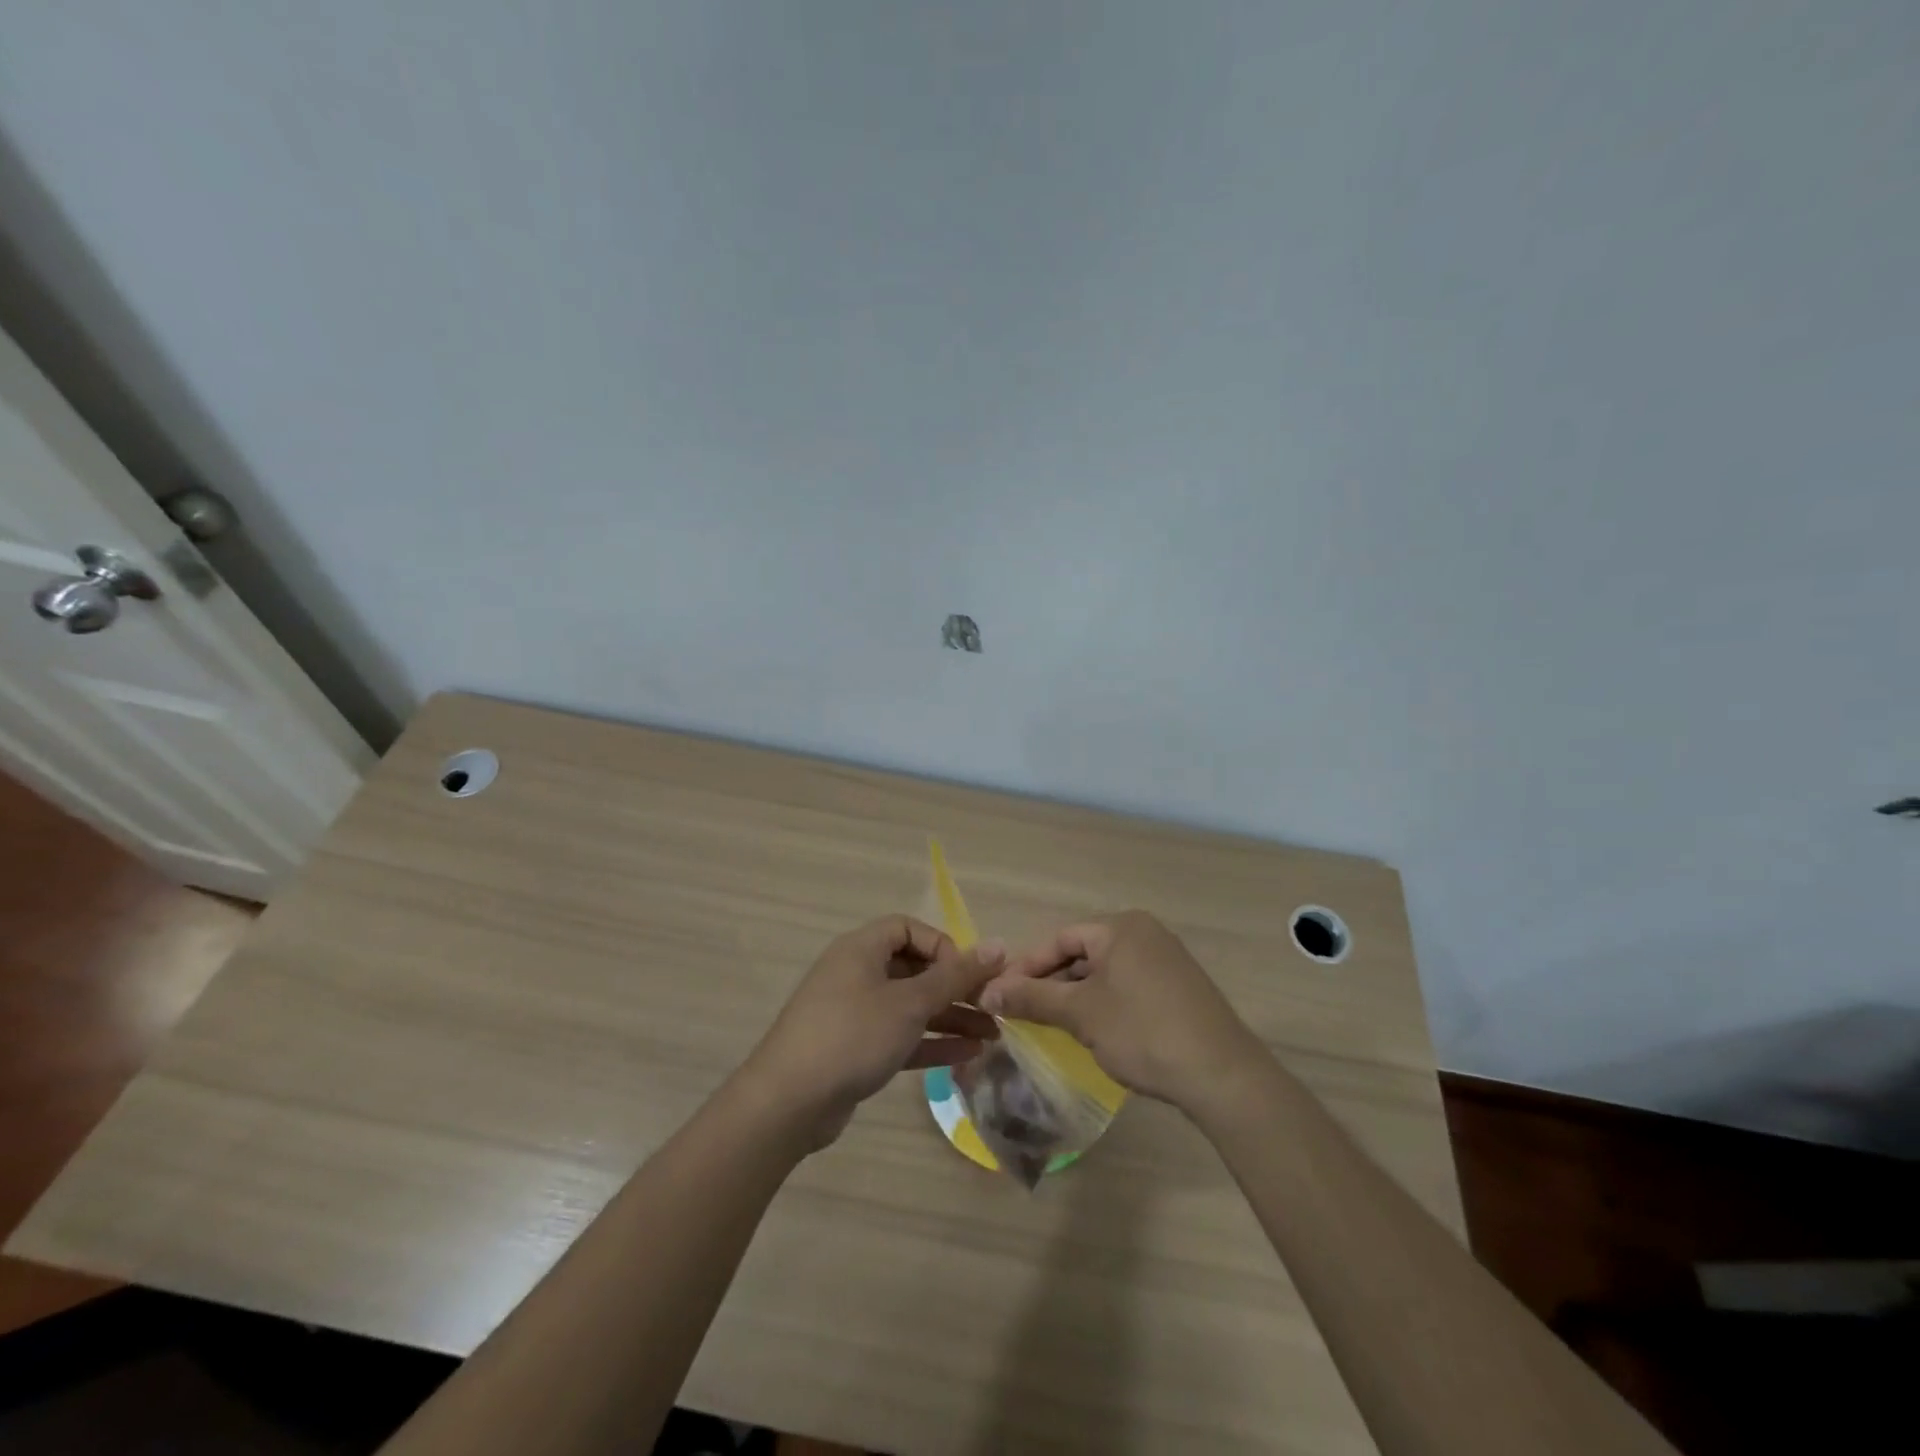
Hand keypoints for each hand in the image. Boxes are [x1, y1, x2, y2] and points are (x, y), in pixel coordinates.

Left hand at [740, 916, 1004, 1148]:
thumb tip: (999, 946)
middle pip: (914, 969)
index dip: (942, 946)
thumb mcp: (910, 1003)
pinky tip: (968, 1054)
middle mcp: (857, 974)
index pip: (909, 929)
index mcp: (862, 949)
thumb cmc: (852, 1036)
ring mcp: (854, 1013)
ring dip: (950, 1017)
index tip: (967, 974)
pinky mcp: (854, 1050)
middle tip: (993, 1008)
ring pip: (910, 1006)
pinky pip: (900, 1036)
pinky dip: (930, 1042)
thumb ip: (955, 976)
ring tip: (993, 1036)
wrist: (787, 1103)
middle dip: (955, 988)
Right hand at [979, 911, 1268, 1116]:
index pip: (1060, 938)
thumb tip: (987, 992)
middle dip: (1050, 981)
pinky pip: (1128, 985)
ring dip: (1075, 994)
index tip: (1000, 993)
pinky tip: (1093, 1030)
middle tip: (1022, 1010)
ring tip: (1051, 1023)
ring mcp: (1166, 959)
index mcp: (1121, 927)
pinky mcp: (1180, 987)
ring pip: (1105, 971)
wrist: (1222, 1074)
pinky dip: (1104, 1002)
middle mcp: (1145, 933)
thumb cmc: (1143, 1032)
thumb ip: (1032, 998)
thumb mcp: (1080, 1014)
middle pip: (1082, 952)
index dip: (1026, 966)